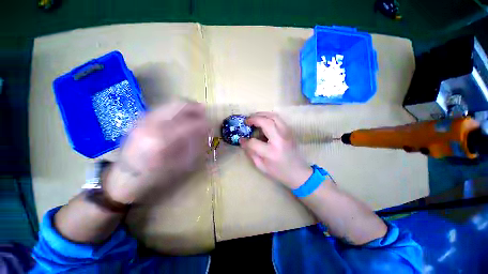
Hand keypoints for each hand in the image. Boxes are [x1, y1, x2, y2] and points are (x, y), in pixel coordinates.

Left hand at [104, 102, 208, 203]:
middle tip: (204, 111)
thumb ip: (194, 146)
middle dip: (194, 107)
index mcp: (161, 140)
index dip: (202, 123)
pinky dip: (175, 108)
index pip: (188, 124)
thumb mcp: (179, 165)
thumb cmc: (154, 176)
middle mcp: (150, 125)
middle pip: (177, 106)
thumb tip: (205, 132)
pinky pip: (163, 107)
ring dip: (185, 106)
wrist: (124, 176)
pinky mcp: (140, 119)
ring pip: (169, 104)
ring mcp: (143, 119)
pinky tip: (181, 114)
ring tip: (196, 110)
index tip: (210, 125)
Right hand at [240, 112, 311, 188]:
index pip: (254, 142)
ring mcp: (286, 133)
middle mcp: (280, 140)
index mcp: (271, 152)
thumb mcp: (261, 166)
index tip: (241, 139)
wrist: (299, 172)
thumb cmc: (279, 172)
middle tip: (247, 120)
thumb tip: (243, 141)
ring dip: (262, 114)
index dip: (245, 140)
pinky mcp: (289, 131)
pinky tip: (263, 120)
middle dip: (254, 119)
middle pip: (266, 122)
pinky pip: (278, 119)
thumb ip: (251, 153)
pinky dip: (269, 116)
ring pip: (274, 116)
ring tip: (254, 117)